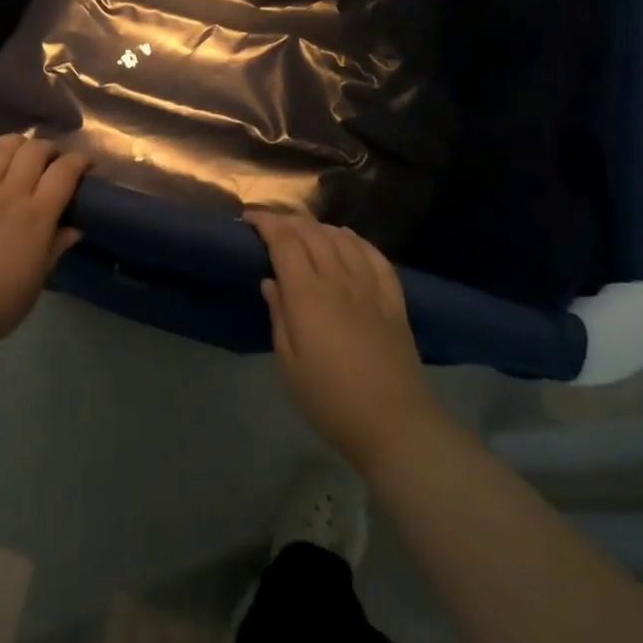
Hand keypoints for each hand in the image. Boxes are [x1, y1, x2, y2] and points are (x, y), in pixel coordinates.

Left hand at [0, 126, 90, 344]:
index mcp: (37, 217)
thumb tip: (74, 229)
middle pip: (34, 152)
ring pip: (1, 148)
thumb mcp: (36, 281)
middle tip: (52, 159)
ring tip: (22, 146)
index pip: (64, 173)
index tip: (86, 164)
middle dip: (49, 148)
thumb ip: (54, 249)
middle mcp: (10, 194)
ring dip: (16, 141)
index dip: (79, 161)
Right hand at [248, 210, 444, 474]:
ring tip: (303, 230)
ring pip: (343, 238)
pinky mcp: (393, 299)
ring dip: (319, 226)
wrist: (394, 423)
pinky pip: (375, 256)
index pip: (284, 241)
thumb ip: (279, 316)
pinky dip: (356, 240)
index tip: (248, 218)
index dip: (265, 222)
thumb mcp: (289, 365)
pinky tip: (347, 238)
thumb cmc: (330, 400)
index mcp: (308, 295)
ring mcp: (370, 287)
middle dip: (287, 220)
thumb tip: (270, 282)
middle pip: (312, 232)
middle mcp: (339, 280)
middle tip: (269, 223)